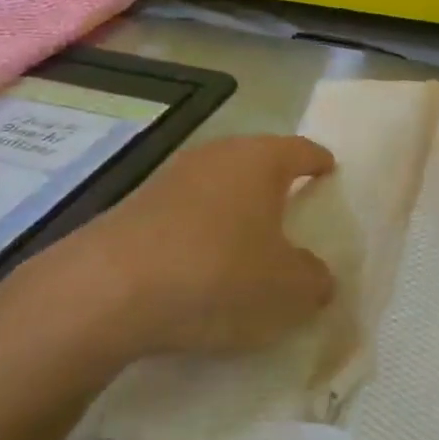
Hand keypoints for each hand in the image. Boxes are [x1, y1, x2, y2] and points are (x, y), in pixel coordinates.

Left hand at [41, 135, 336, 358]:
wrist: (109, 288)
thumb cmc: (217, 274)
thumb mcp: (287, 289)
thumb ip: (314, 280)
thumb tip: (316, 276)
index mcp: (261, 160)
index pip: (302, 150)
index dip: (319, 161)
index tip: (329, 169)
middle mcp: (218, 155)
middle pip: (257, 161)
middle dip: (276, 182)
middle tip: (293, 208)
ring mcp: (173, 176)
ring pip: (219, 184)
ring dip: (235, 207)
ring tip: (247, 240)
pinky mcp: (137, 204)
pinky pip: (186, 210)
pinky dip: (201, 229)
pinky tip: (200, 263)